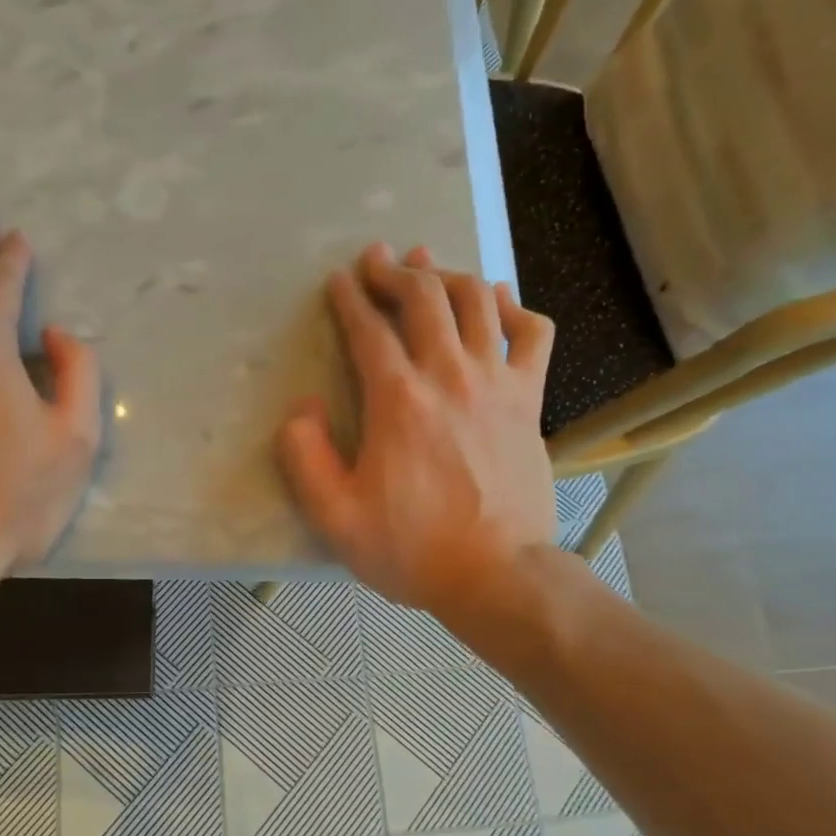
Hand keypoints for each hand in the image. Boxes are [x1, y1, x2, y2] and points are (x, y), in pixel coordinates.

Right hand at [275, 243, 559, 620]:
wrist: (497, 575)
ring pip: (477, 301)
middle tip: (377, 260)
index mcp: (398, 400)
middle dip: (395, 272)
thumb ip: (304, 457)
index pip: (369, 329)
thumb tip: (303, 409)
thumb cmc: (411, 550)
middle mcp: (449, 375)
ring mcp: (497, 383)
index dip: (349, 299)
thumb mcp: (334, 517)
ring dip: (447, 274)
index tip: (338, 281)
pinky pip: (532, 333)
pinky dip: (514, 306)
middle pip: (424, 298)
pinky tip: (497, 301)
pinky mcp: (530, 400)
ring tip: (427, 265)